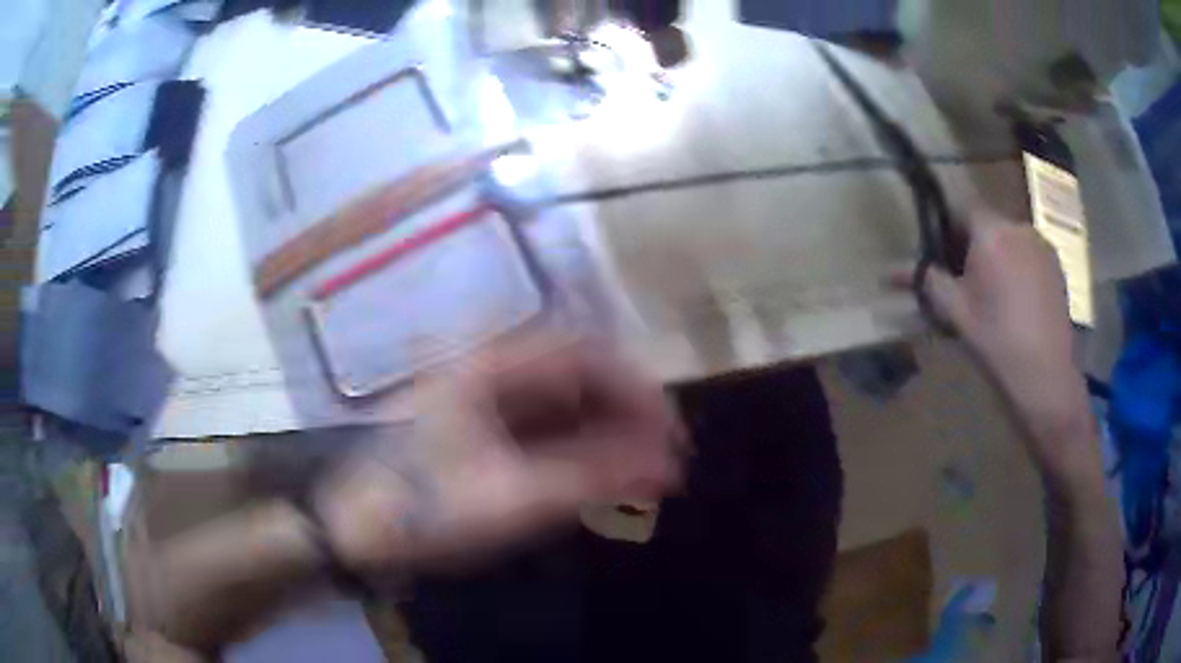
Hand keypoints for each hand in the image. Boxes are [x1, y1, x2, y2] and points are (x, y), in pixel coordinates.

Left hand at [314, 336, 683, 573]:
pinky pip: (545, 430)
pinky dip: (579, 452)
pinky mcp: (480, 432)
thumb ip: (594, 479)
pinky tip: (599, 480)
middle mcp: (491, 371)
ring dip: (606, 435)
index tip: (671, 434)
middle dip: (627, 414)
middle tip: (663, 459)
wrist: (350, 530)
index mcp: (493, 366)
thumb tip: (668, 467)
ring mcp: (483, 402)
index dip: (637, 389)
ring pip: (564, 404)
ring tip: (641, 475)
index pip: (587, 354)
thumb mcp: (512, 498)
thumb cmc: (423, 509)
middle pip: (579, 376)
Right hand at [909, 213, 1092, 450]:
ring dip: (997, 255)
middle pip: (987, 223)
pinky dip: (1018, 266)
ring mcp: (1042, 244)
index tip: (942, 253)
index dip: (948, 225)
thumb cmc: (997, 343)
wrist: (1046, 378)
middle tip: (966, 281)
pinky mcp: (1057, 264)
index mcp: (991, 232)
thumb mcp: (956, 314)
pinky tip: (1018, 301)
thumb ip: (928, 283)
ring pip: (1009, 238)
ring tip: (995, 295)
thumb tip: (892, 272)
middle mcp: (1018, 226)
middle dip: (973, 244)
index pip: (961, 206)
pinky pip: (1028, 253)